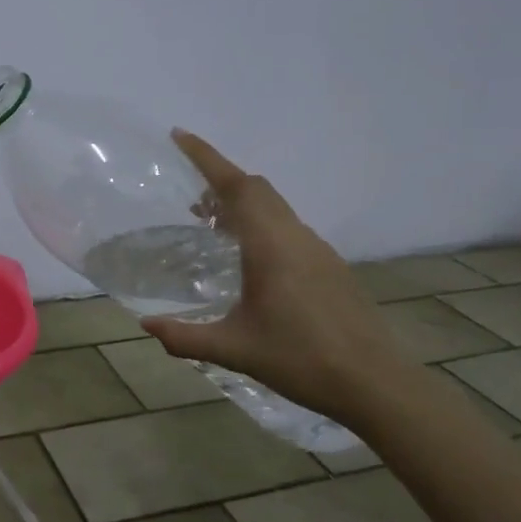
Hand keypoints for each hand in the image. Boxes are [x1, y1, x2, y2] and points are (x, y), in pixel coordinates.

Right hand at [141, 130, 406, 425]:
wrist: (375, 384)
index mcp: (270, 245)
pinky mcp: (330, 267)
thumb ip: (185, 337)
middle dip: (221, 179)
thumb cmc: (301, 359)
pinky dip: (262, 223)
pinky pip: (288, 227)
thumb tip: (145, 325)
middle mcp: (295, 237)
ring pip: (275, 207)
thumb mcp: (234, 349)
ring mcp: (318, 250)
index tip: (179, 137)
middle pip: (257, 188)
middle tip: (190, 196)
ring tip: (213, 226)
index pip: (235, 186)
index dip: (206, 157)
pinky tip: (250, 260)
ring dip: (243, 203)